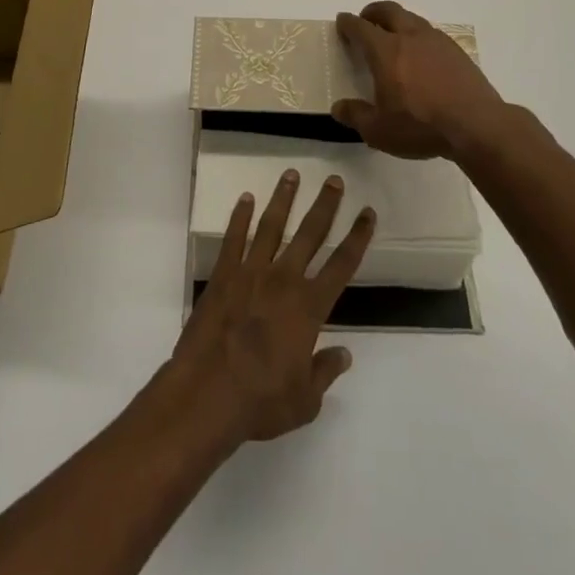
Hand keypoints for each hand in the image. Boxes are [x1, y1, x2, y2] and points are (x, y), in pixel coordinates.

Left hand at [164, 171, 374, 447]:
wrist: (207, 393)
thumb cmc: (260, 401)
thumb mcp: (305, 400)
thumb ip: (325, 372)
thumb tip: (344, 355)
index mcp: (309, 307)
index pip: (342, 264)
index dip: (358, 237)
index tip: (368, 213)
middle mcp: (283, 280)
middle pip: (310, 233)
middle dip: (325, 205)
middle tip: (334, 179)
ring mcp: (250, 273)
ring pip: (271, 226)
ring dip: (283, 199)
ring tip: (291, 174)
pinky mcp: (222, 275)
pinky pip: (233, 239)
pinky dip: (239, 217)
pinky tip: (245, 199)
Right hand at [332, 1, 506, 159]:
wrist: (477, 125)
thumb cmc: (421, 126)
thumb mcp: (379, 131)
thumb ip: (356, 116)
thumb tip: (338, 108)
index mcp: (386, 51)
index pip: (361, 27)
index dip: (348, 23)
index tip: (342, 21)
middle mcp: (410, 37)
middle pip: (388, 11)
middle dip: (373, 12)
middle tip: (366, 20)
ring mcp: (437, 41)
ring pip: (412, 19)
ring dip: (398, 21)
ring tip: (393, 37)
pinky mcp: (457, 52)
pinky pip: (431, 34)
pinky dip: (418, 36)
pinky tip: (421, 56)